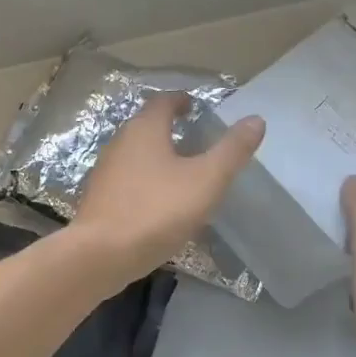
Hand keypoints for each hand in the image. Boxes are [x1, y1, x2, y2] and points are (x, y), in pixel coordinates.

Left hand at [74, 94, 264, 285]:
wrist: (100, 255)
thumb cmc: (156, 210)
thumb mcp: (205, 180)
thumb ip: (231, 150)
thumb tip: (256, 119)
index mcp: (144, 129)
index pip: (163, 102)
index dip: (181, 101)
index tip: (196, 107)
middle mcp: (120, 143)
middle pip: (146, 126)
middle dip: (169, 129)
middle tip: (196, 139)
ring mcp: (105, 172)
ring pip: (136, 155)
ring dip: (157, 157)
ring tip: (182, 172)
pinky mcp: (99, 199)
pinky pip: (127, 181)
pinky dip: (146, 182)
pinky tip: (159, 203)